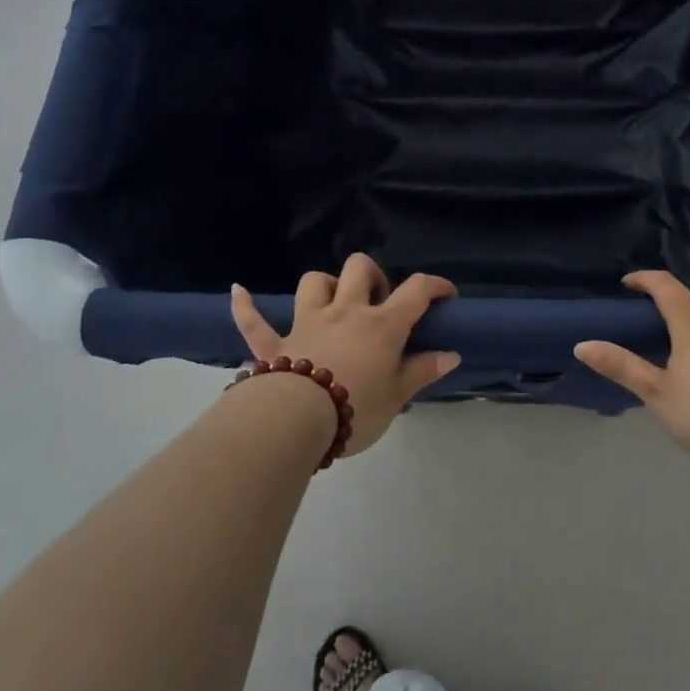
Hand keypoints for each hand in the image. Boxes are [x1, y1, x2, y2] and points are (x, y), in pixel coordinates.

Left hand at [230, 254, 460, 456]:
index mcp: (381, 325)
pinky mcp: (273, 343)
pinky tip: (238, 291)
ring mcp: (306, 323)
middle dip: (372, 276)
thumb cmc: (356, 408)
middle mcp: (344, 312)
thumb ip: (422, 371)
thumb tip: (451, 355)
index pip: (416, 291)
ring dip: (325, 285)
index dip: (435, 286)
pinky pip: (254, 320)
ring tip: (333, 301)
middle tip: (379, 302)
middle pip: (359, 269)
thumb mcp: (397, 396)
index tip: (446, 295)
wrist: (295, 421)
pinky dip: (246, 306)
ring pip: (314, 282)